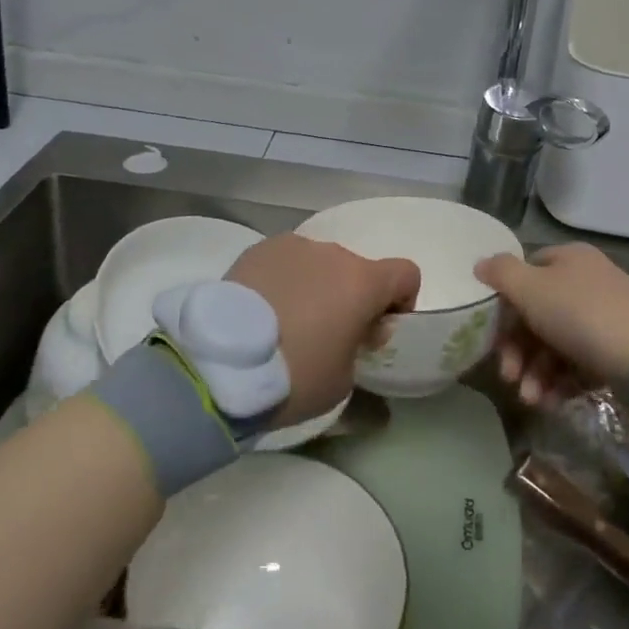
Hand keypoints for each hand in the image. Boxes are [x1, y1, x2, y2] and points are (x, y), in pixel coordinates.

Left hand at [227, 234, 419, 424]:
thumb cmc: (295, 374)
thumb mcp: (342, 382)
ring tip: (287, 322)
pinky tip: (262, 311)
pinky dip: (284, 281)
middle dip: (350, 298)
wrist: (223, 361)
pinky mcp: (259, 249)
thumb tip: (359, 340)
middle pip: (356, 271)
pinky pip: (286, 263)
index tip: (377, 329)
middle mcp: (333, 253)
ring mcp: (293, 246)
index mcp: (362, 282)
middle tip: (327, 335)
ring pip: (318, 264)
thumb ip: (361, 352)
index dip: (400, 300)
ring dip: (315, 287)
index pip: (406, 273)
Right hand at [475, 243, 628, 406]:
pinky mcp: (616, 352)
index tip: (493, 333)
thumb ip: (501, 273)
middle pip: (538, 314)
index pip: (527, 273)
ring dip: (535, 372)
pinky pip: (578, 363)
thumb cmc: (581, 314)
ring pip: (555, 343)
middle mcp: (587, 283)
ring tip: (530, 399)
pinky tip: (551, 401)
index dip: (506, 302)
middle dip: (518, 349)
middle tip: (507, 376)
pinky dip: (560, 381)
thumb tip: (481, 265)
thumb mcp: (530, 288)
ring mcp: (604, 318)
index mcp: (568, 260)